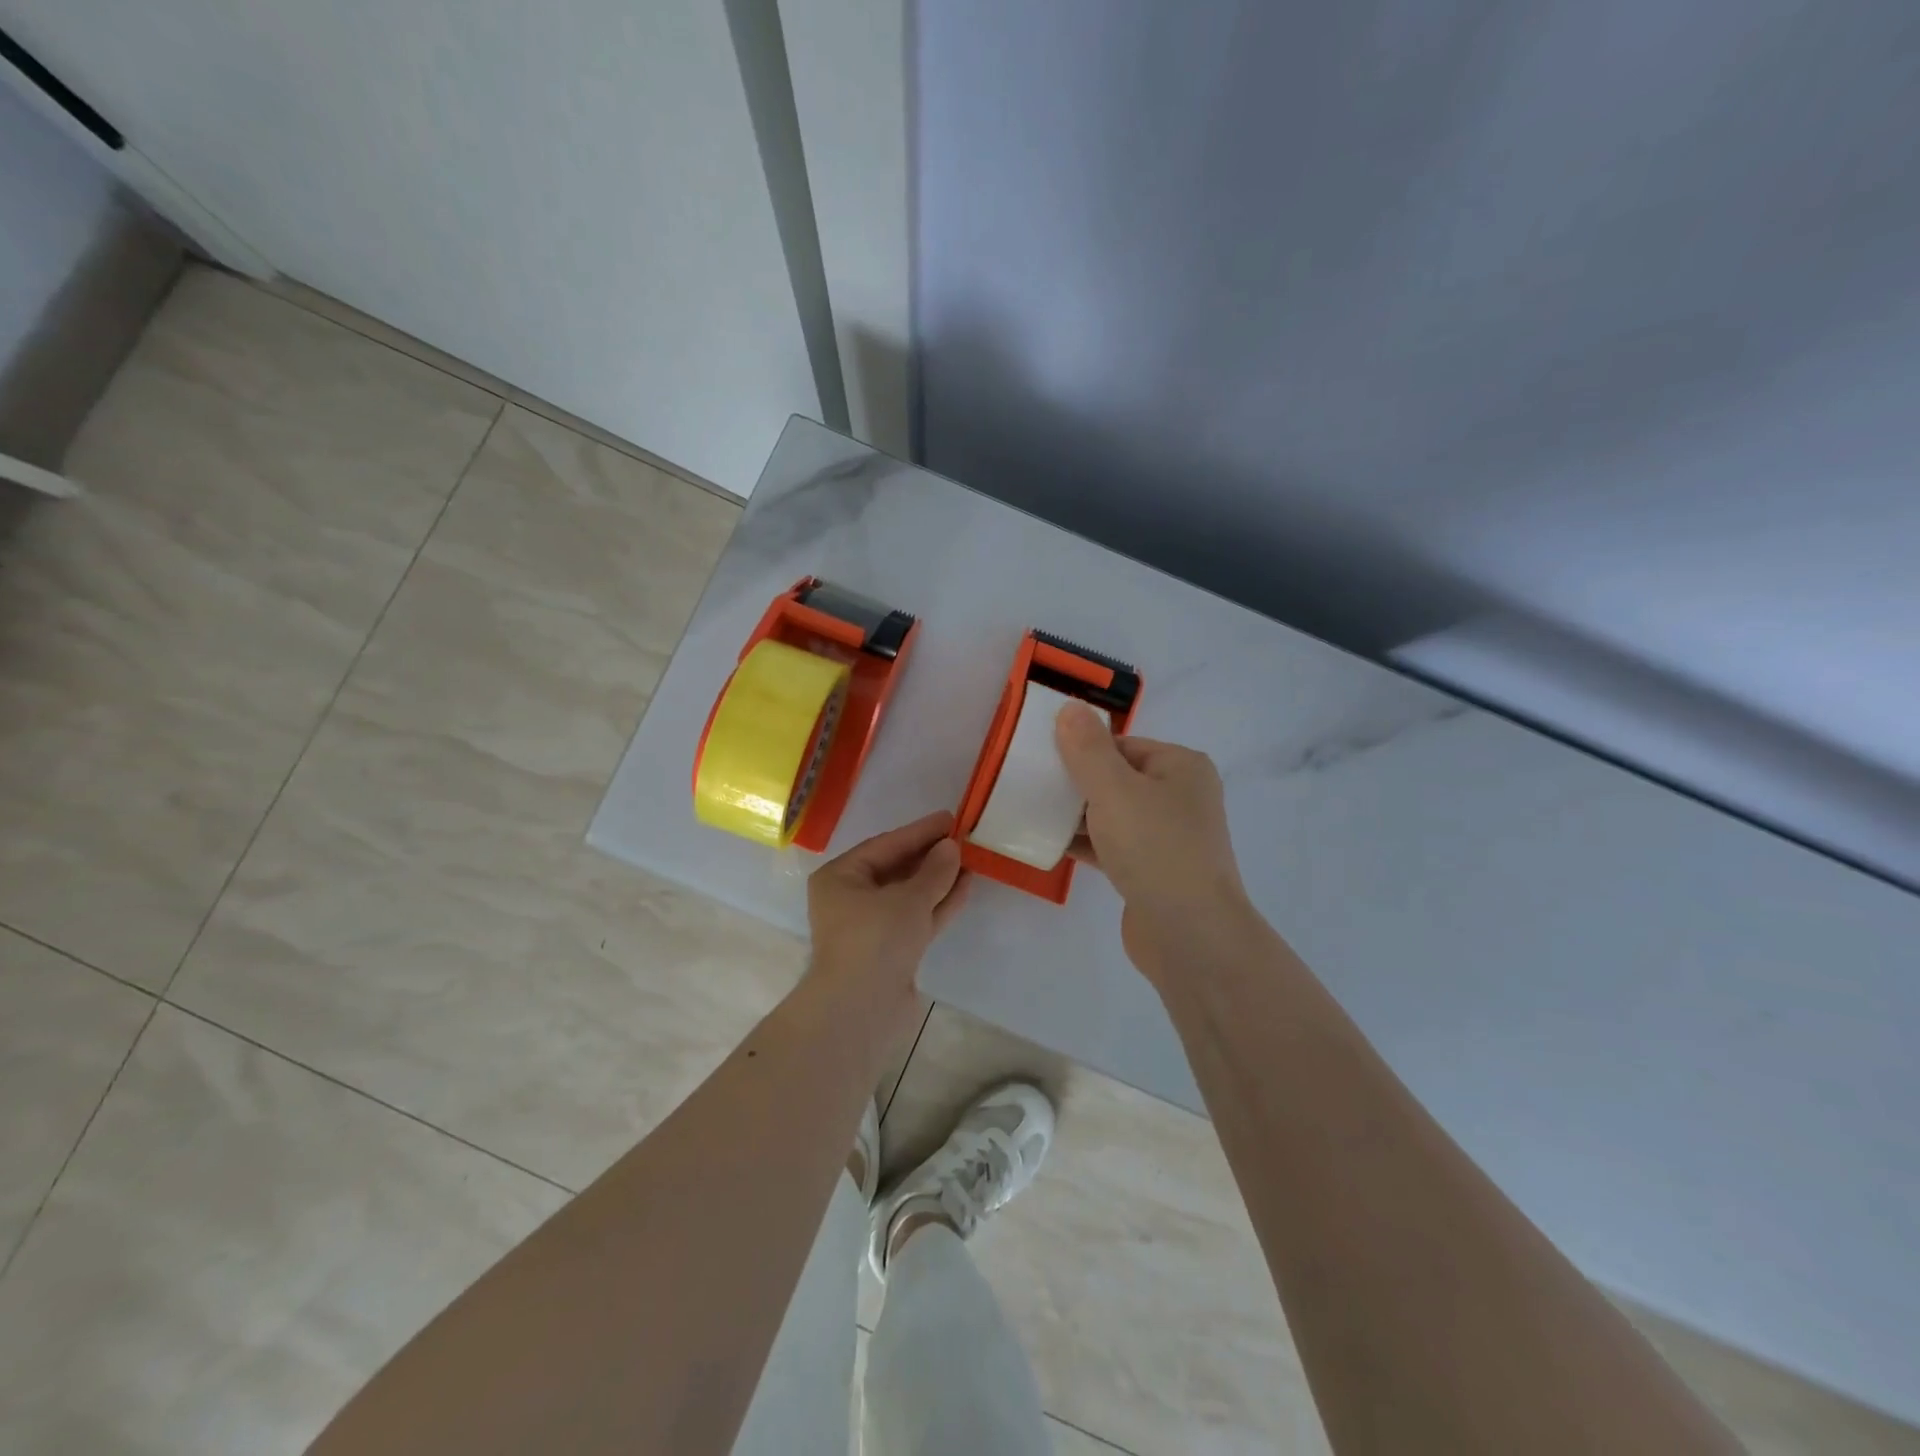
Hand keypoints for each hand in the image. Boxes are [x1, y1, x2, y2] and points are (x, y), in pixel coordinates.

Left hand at [804, 810, 969, 1036]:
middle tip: (963, 838)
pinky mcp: (891, 951)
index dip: (919, 831)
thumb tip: (951, 848)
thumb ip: (934, 870)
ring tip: (971, 860)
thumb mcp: (908, 898)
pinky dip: (939, 903)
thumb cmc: (875, 940)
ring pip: (910, 895)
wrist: (861, 1011)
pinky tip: (965, 886)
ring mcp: (872, 927)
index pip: (885, 845)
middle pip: (896, 869)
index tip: (950, 819)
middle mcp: (851, 899)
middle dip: (930, 856)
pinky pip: (917, 917)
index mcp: (840, 878)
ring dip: (939, 879)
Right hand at [1055, 703, 1251, 979]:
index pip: (1122, 744)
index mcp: (1181, 767)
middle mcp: (1180, 797)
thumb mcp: (1114, 790)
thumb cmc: (1155, 849)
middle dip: (1075, 782)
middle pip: (1116, 778)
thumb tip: (1070, 707)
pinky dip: (1086, 843)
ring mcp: (1168, 837)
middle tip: (1031, 784)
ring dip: (1076, 814)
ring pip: (1113, 814)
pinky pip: (1112, 846)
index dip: (1082, 748)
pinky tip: (1050, 844)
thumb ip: (1087, 749)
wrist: (1190, 935)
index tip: (1040, 757)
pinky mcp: (1153, 872)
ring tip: (1032, 811)